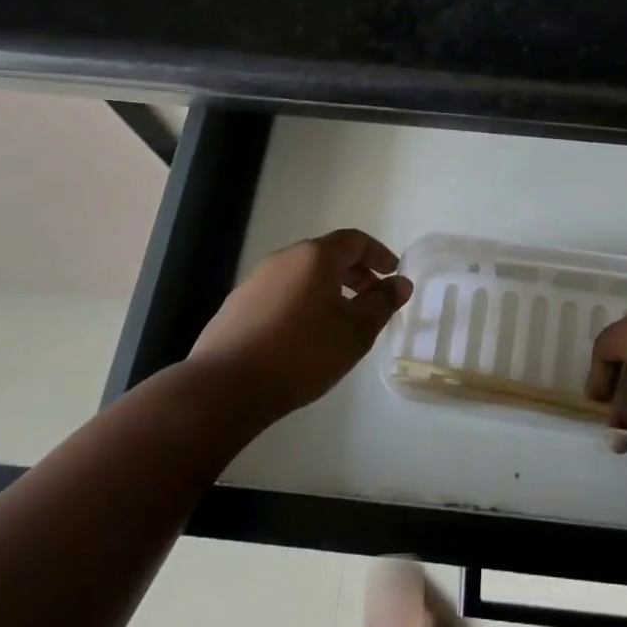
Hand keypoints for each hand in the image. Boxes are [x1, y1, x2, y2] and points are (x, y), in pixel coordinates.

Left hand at [190, 229, 411, 419]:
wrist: (226, 386)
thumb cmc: (302, 353)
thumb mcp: (354, 332)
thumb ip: (382, 304)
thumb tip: (401, 283)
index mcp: (315, 257)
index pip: (354, 240)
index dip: (378, 254)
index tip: (393, 272)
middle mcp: (285, 259)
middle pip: (327, 255)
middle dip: (355, 272)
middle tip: (373, 297)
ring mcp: (256, 281)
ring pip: (302, 274)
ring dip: (328, 288)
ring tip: (341, 319)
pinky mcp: (237, 306)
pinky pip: (281, 293)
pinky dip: (302, 302)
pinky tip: (304, 334)